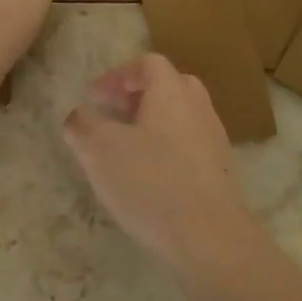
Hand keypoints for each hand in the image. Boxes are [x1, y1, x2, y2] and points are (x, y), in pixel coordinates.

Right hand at [63, 53, 263, 276]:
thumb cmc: (151, 182)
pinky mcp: (221, 170)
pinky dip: (168, 149)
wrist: (211, 237)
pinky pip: (190, 145)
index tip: (95, 96)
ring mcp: (214, 138)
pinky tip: (151, 178)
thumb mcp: (100, 150)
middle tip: (114, 115)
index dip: (117, 75)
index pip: (147, 63)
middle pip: (168, 85)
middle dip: (138, 96)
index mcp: (171, 90)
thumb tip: (79, 116)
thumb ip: (83, 125)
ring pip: (180, 117)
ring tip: (127, 150)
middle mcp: (198, 106)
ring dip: (153, 124)